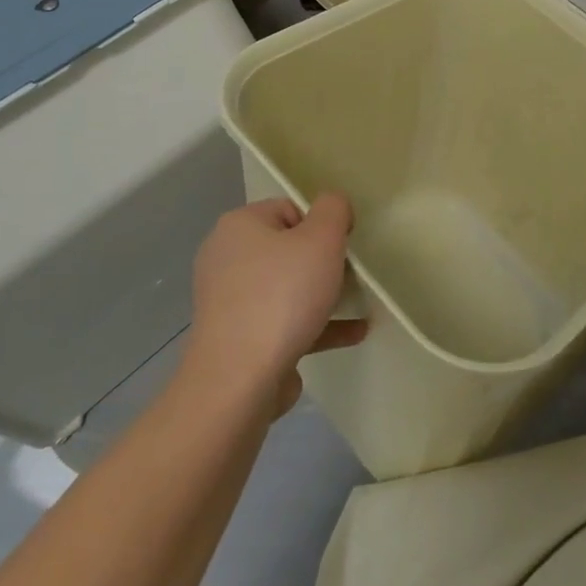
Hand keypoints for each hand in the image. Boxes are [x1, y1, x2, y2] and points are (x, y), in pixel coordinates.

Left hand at [185, 193, 366, 416]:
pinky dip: (317, 324)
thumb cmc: (282, 296)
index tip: (342, 246)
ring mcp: (230, 303)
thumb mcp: (322, 238)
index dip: (321, 224)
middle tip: (350, 274)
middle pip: (287, 249)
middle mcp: (227, 259)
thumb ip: (334, 209)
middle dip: (323, 261)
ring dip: (324, 294)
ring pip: (287, 288)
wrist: (240, 380)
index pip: (289, 209)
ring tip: (359, 302)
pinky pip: (285, 322)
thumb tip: (332, 205)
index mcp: (239, 226)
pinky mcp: (239, 340)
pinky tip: (354, 332)